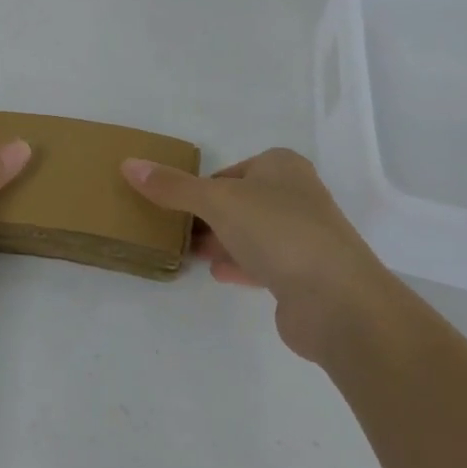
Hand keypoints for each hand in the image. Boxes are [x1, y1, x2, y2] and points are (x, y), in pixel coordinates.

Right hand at [121, 147, 401, 361]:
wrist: (338, 302)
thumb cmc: (278, 232)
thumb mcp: (216, 201)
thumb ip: (172, 186)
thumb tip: (128, 164)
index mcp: (282, 166)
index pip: (230, 171)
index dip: (201, 187)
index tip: (175, 205)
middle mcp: (297, 195)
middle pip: (240, 201)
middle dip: (208, 216)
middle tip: (174, 230)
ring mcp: (306, 237)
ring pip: (252, 233)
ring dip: (222, 241)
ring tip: (188, 253)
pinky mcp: (307, 276)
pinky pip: (264, 264)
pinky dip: (240, 265)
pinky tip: (218, 274)